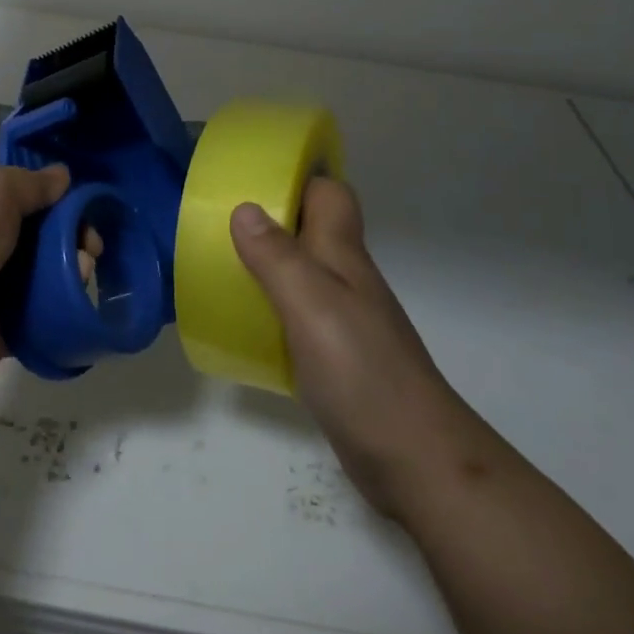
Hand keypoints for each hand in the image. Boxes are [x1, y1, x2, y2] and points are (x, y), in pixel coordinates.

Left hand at [0, 160, 69, 403]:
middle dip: (66, 232)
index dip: (46, 191)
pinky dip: (58, 306)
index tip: (80, 200)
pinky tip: (77, 298)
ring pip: (35, 272)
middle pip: (28, 230)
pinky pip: (34, 314)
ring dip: (67, 267)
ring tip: (86, 269)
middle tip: (92, 241)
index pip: (9, 187)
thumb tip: (62, 175)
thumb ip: (33, 183)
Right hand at [230, 178, 456, 511]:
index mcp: (342, 255)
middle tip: (219, 220)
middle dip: (271, 218)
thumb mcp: (311, 305)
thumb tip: (243, 207)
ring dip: (268, 263)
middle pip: (312, 230)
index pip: (330, 195)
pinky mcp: (337, 358)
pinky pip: (297, 314)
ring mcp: (344, 320)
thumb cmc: (361, 371)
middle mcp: (346, 279)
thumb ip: (276, 257)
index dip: (299, 177)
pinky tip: (244, 322)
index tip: (253, 174)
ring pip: (303, 272)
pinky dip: (271, 308)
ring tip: (220, 263)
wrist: (414, 459)